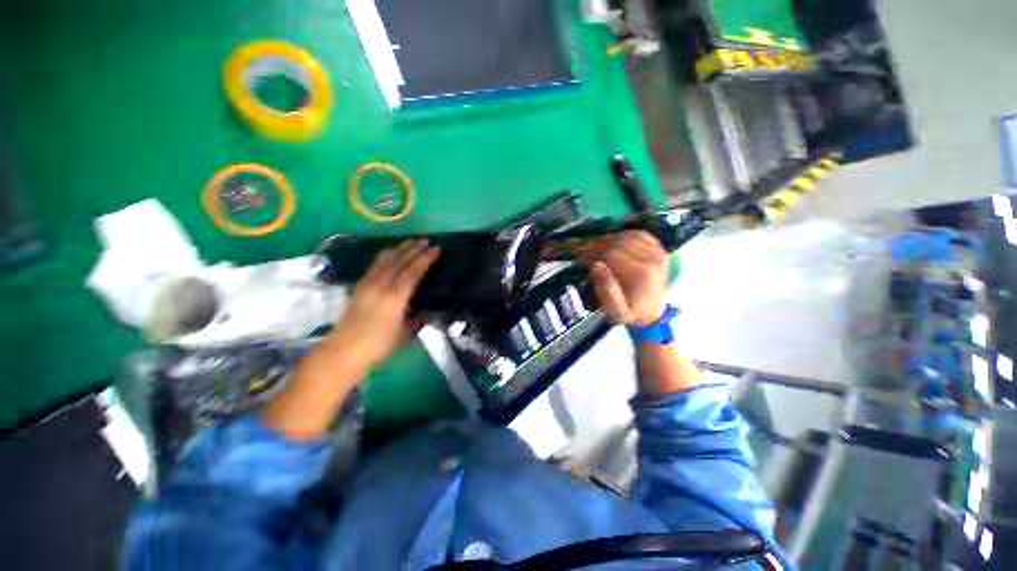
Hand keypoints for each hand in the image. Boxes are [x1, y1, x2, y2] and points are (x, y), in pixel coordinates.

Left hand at [326, 239, 439, 372]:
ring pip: (385, 260)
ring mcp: (368, 284)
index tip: (436, 248)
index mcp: (395, 297)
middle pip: (399, 261)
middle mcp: (381, 285)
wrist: (343, 352)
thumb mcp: (405, 334)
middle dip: (413, 249)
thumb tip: (425, 310)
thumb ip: (417, 319)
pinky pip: (375, 265)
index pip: (413, 272)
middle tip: (425, 240)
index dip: (426, 259)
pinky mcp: (359, 287)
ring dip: (399, 249)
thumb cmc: (379, 346)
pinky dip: (385, 256)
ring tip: (409, 242)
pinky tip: (389, 254)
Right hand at [582, 231, 668, 326]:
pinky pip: (638, 234)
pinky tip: (617, 247)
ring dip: (610, 242)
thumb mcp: (615, 311)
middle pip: (617, 243)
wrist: (653, 313)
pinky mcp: (659, 249)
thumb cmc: (631, 312)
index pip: (610, 253)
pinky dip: (624, 237)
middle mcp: (652, 258)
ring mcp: (658, 252)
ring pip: (626, 236)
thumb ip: (605, 291)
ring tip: (602, 254)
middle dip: (599, 250)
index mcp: (641, 273)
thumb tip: (596, 266)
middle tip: (588, 259)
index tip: (582, 263)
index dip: (592, 256)